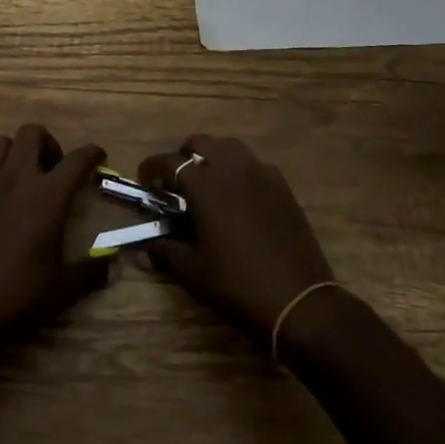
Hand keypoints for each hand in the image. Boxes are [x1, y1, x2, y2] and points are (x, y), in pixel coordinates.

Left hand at [0, 124, 109, 360]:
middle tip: (53, 170)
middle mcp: (16, 178)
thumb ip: (91, 271)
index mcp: (48, 196)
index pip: (77, 160)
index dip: (92, 154)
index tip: (98, 157)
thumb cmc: (16, 298)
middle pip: (32, 133)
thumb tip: (112, 263)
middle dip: (47, 144)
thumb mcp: (62, 290)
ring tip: (19, 177)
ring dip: (13, 153)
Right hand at [138, 134, 333, 344]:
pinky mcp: (282, 186)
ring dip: (213, 157)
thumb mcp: (194, 271)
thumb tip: (145, 248)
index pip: (169, 162)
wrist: (299, 300)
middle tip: (177, 182)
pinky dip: (239, 170)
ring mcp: (261, 173)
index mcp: (205, 184)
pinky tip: (239, 197)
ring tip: (207, 184)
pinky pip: (254, 164)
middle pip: (201, 143)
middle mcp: (232, 168)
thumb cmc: (238, 284)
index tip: (145, 180)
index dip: (152, 168)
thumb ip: (167, 250)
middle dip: (183, 156)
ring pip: (229, 147)